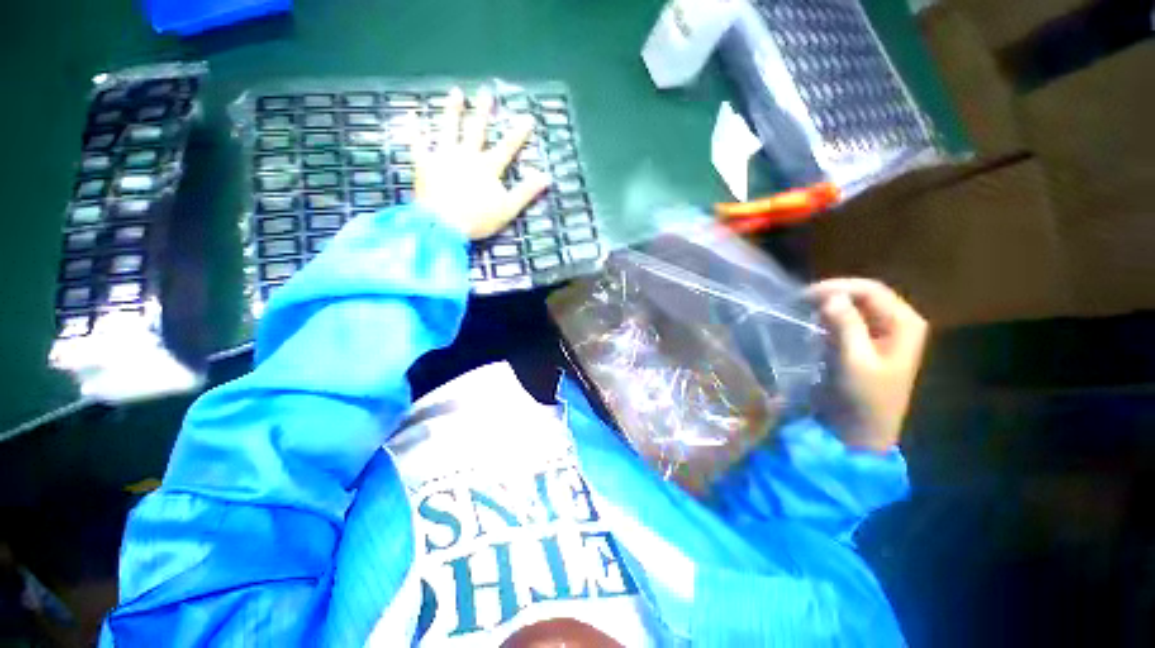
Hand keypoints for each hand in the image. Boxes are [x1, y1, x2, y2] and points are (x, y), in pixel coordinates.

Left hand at [415, 88, 551, 239]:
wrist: (442, 224)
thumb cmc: (478, 219)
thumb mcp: (508, 208)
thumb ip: (526, 192)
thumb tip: (546, 176)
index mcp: (487, 167)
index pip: (507, 147)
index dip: (518, 134)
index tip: (527, 117)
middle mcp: (466, 155)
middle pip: (476, 130)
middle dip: (483, 111)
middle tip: (486, 91)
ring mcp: (443, 156)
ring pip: (449, 128)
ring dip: (452, 110)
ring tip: (455, 92)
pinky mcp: (424, 164)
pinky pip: (417, 143)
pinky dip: (414, 130)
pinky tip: (411, 116)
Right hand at [808, 279, 928, 451]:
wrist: (862, 431)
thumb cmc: (863, 398)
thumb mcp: (854, 361)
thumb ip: (845, 326)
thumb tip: (830, 297)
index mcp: (904, 324)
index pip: (870, 290)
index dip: (837, 287)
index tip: (804, 296)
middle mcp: (897, 323)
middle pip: (863, 295)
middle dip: (831, 295)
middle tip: (799, 302)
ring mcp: (883, 334)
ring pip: (854, 307)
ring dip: (828, 306)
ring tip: (802, 311)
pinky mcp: (867, 344)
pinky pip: (848, 321)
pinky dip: (828, 319)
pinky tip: (812, 325)